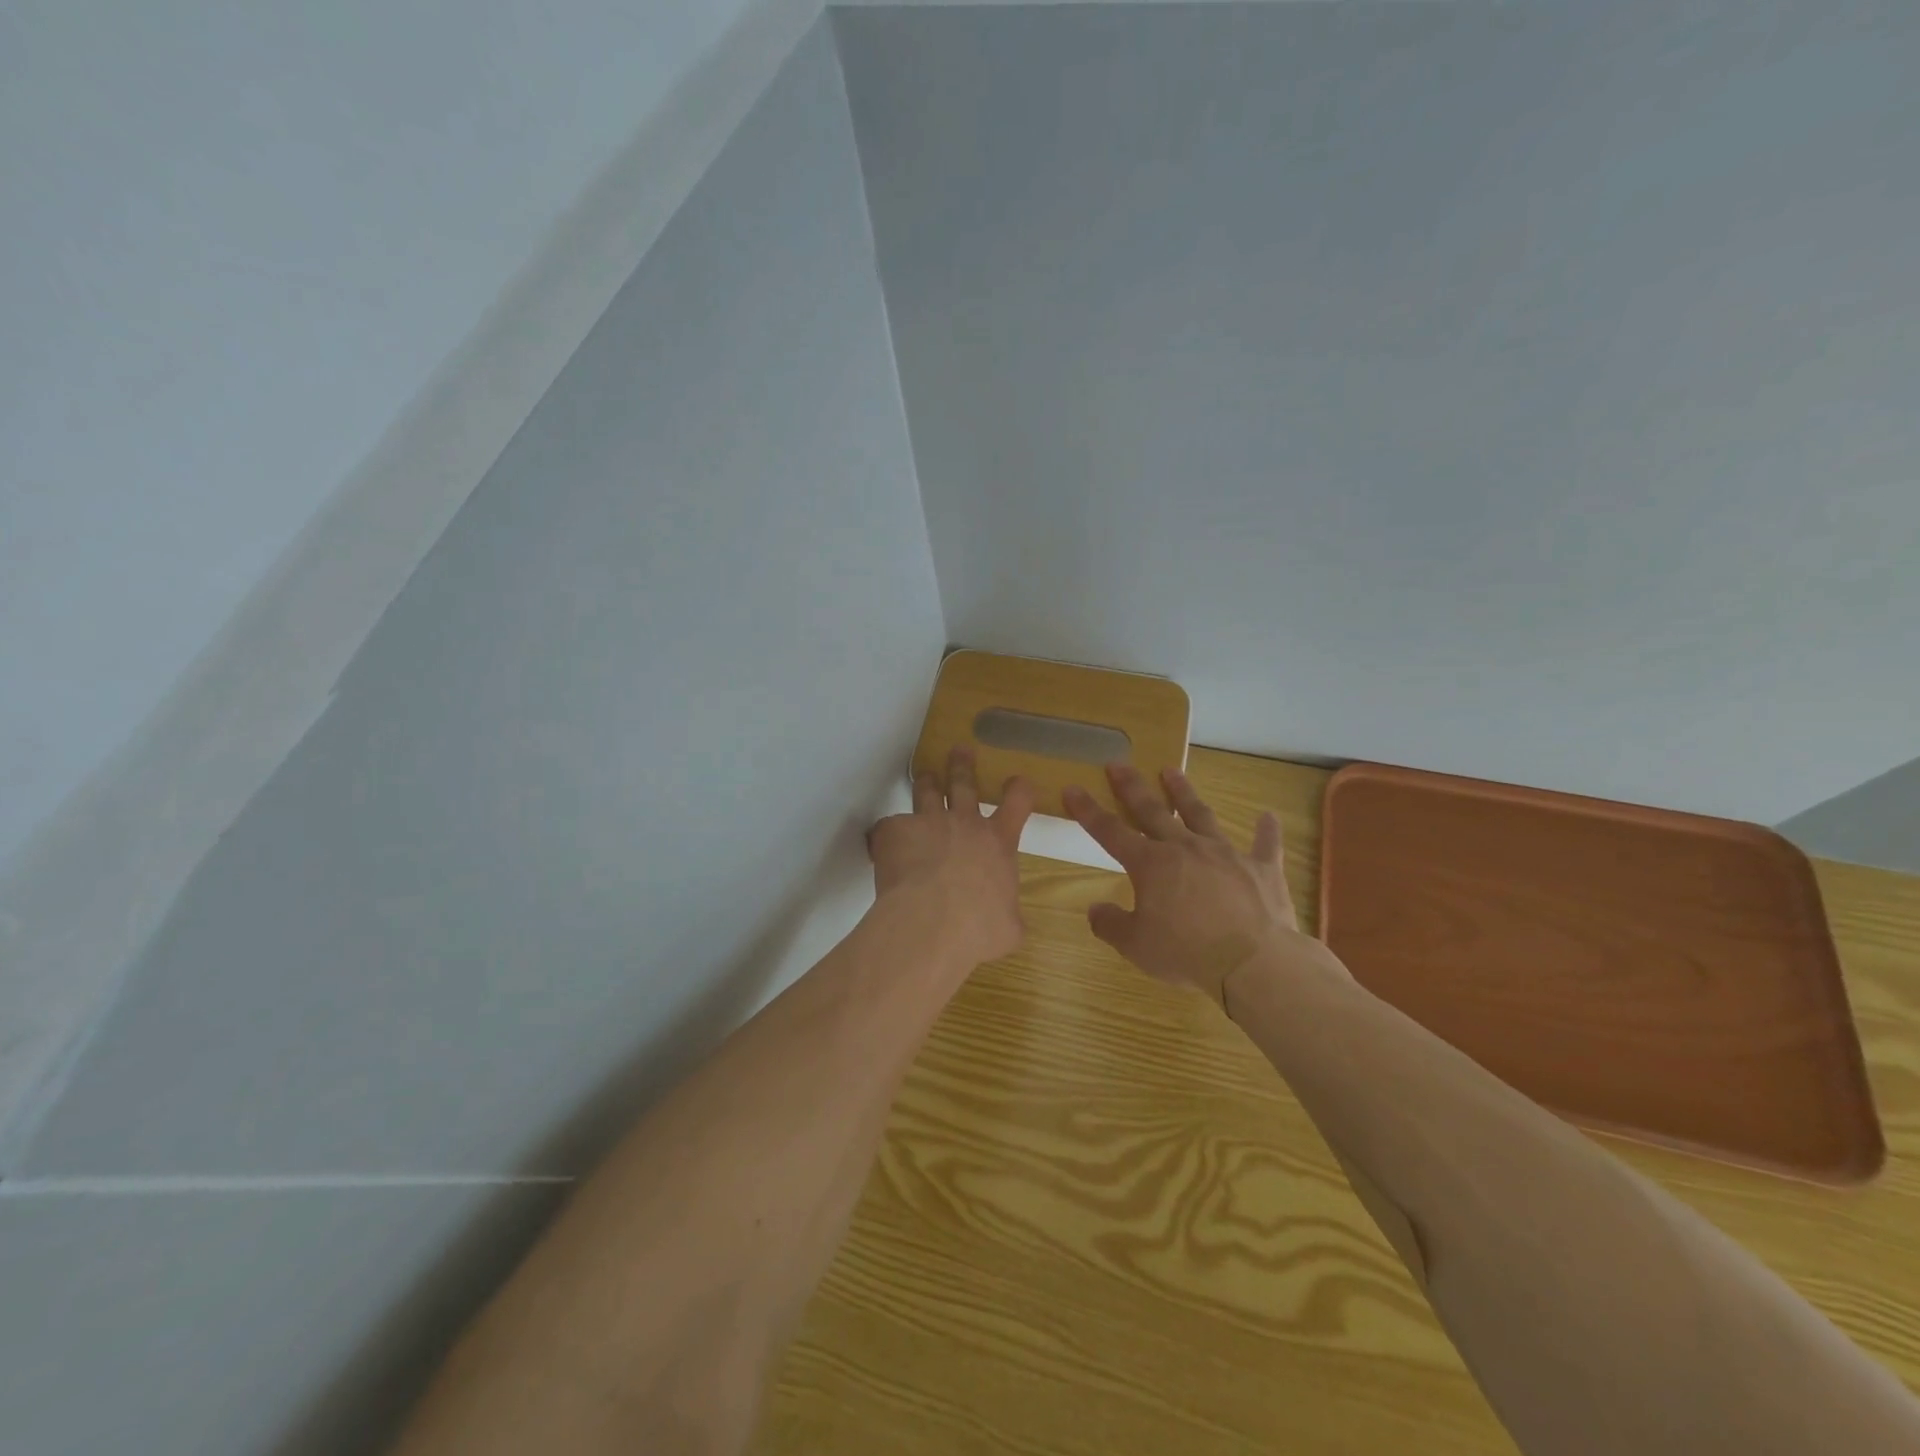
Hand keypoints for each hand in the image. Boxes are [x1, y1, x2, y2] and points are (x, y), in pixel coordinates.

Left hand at [868, 747, 1035, 966]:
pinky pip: (888, 827)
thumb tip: (1006, 923)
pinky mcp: (894, 831)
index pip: (1017, 803)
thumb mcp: (1009, 927)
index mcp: (998, 843)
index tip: (1017, 781)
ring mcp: (928, 822)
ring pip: (926, 792)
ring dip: (926, 782)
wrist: (933, 922)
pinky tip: (882, 848)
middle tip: (960, 749)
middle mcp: (964, 823)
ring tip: (924, 775)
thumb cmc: (979, 927)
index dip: (1018, 790)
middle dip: (962, 765)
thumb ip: (1007, 915)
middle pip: (964, 783)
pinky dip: (887, 836)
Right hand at [1064, 764, 1329, 1005]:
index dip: (1088, 810)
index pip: (1110, 832)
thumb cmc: (1186, 952)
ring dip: (1184, 792)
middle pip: (1153, 811)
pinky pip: (1264, 845)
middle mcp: (1184, 848)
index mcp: (1150, 864)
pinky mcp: (1260, 869)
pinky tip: (1268, 816)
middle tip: (1119, 764)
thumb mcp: (1136, 946)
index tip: (1073, 788)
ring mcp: (1225, 854)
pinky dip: (1266, 831)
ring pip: (1200, 815)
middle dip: (1132, 787)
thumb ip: (1111, 925)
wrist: (1253, 961)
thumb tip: (1095, 910)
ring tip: (1171, 771)